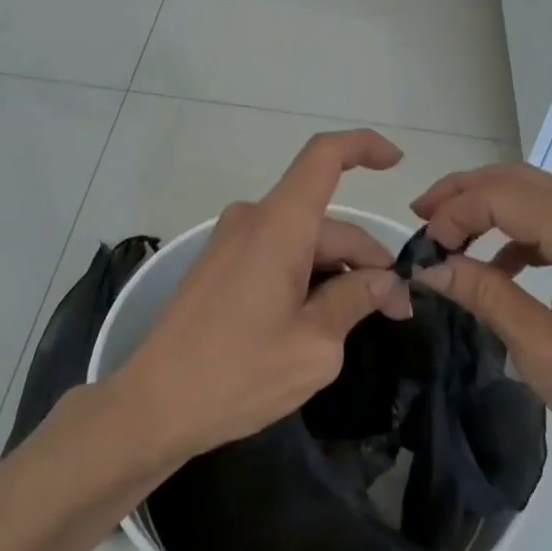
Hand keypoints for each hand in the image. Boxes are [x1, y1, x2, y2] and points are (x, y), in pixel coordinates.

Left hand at [117, 130, 414, 462]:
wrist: (153, 404)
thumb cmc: (238, 374)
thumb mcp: (314, 345)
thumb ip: (355, 300)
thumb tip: (387, 280)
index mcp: (278, 226)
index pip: (324, 156)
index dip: (364, 146)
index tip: (398, 164)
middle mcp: (252, 219)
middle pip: (325, 220)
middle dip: (366, 257)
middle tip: (397, 310)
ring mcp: (231, 241)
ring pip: (303, 240)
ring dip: (337, 270)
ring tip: (361, 321)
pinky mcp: (220, 264)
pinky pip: (277, 252)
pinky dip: (307, 274)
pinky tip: (319, 317)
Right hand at [410, 163, 551, 492]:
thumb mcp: (542, 353)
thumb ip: (484, 295)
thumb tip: (428, 265)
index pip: (507, 197)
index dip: (456, 212)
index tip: (424, 247)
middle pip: (521, 180)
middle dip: (465, 194)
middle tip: (421, 219)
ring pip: (538, 191)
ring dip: (489, 206)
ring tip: (447, 233)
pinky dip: (518, 226)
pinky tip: (497, 261)